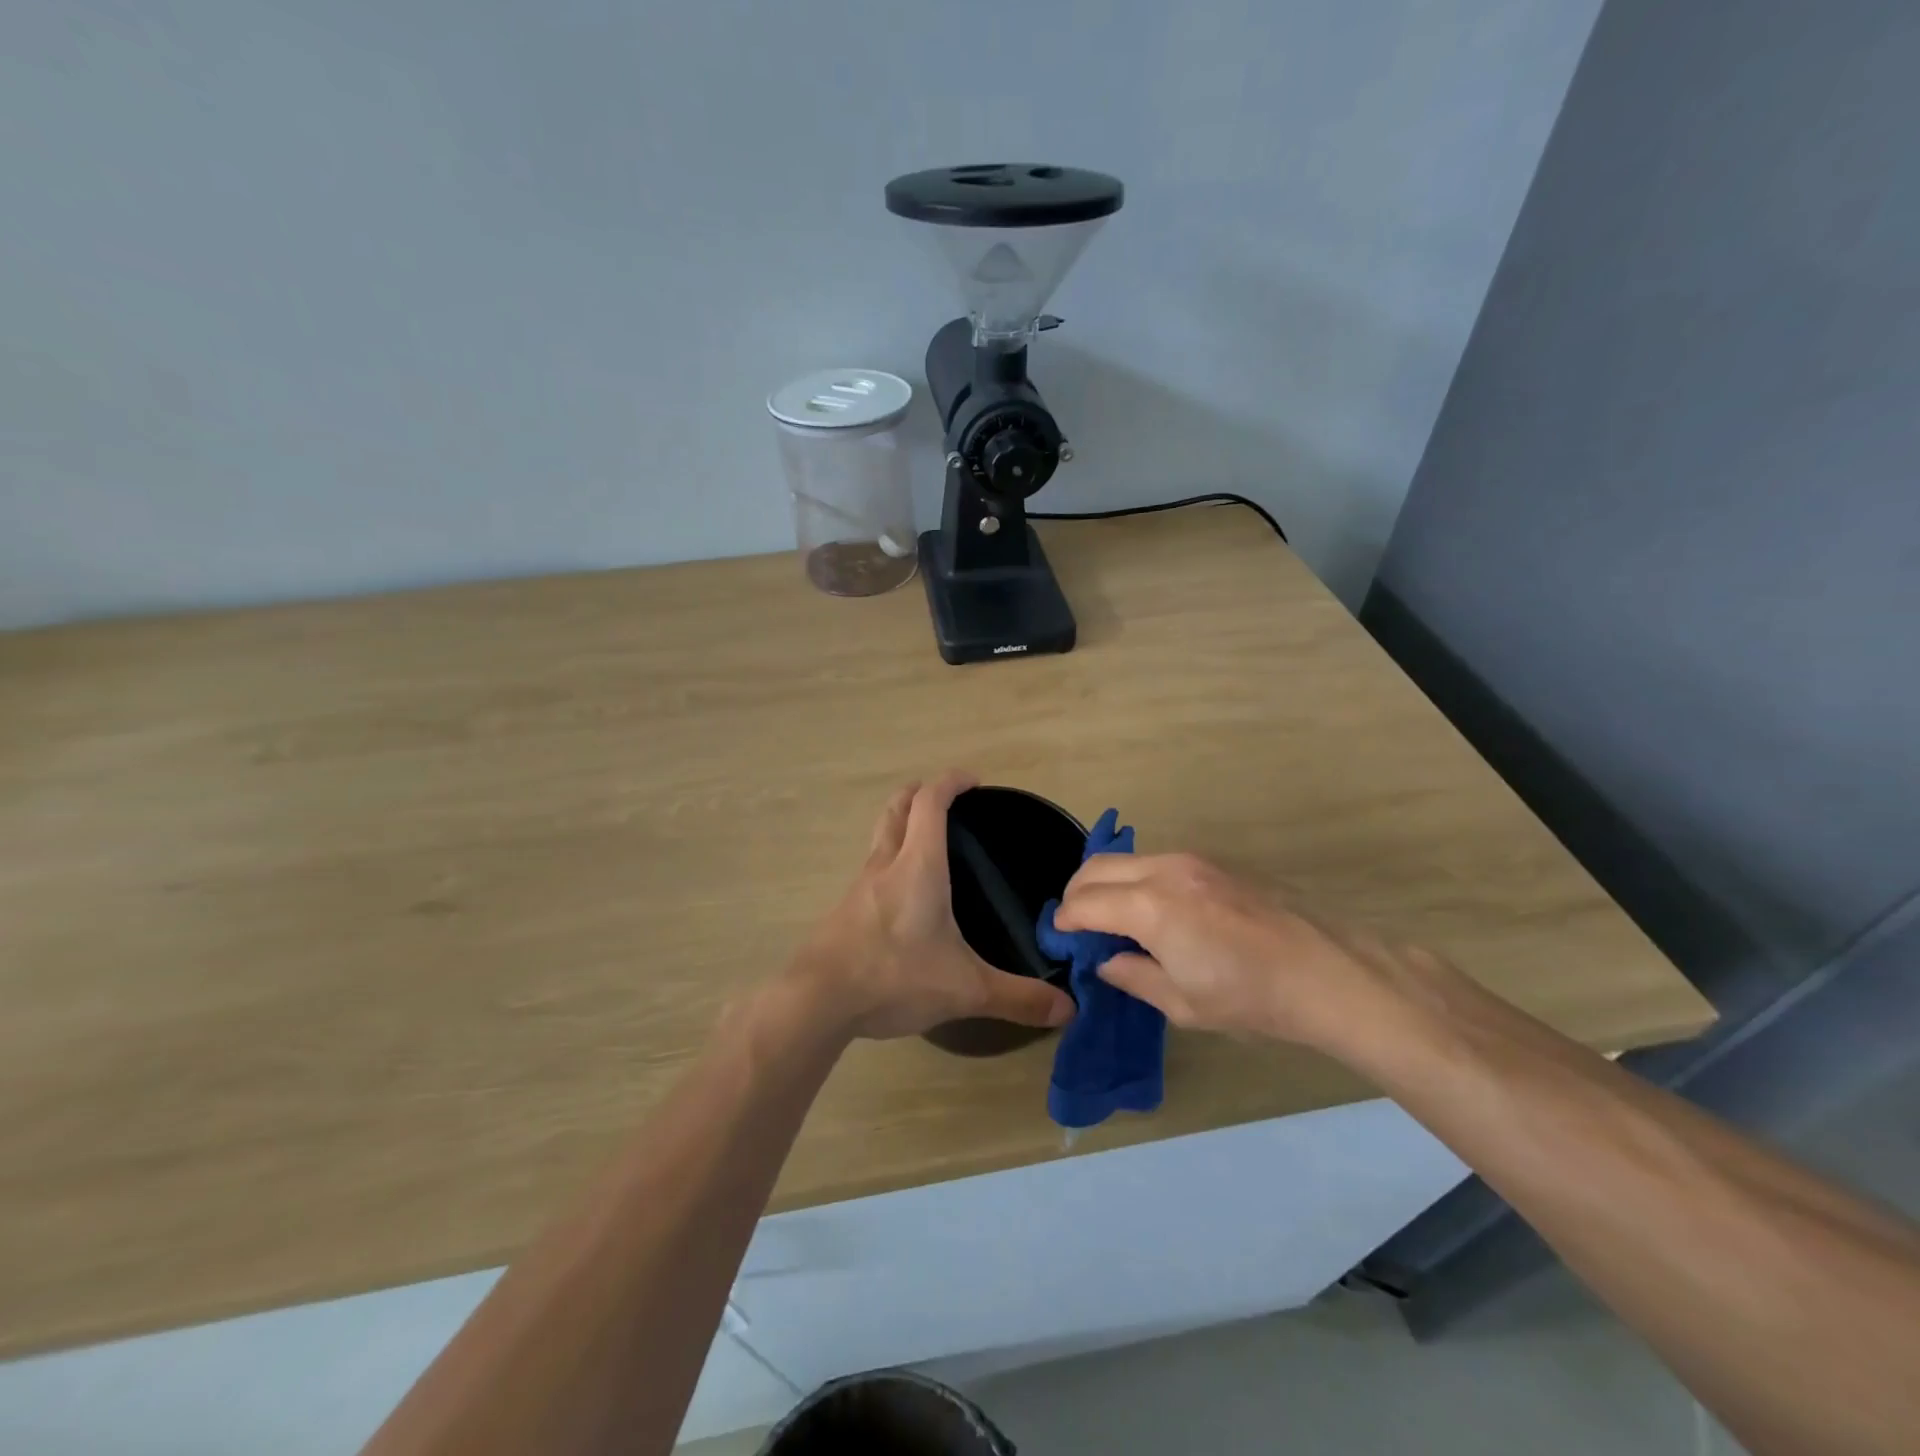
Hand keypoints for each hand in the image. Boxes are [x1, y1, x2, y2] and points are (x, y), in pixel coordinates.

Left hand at [789, 772, 1075, 1040]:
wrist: (817, 1001)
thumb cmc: (894, 977)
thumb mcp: (964, 989)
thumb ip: (1017, 997)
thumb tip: (1069, 1010)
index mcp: (917, 866)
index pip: (930, 801)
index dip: (950, 782)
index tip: (973, 781)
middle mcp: (885, 864)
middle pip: (898, 807)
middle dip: (921, 793)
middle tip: (947, 800)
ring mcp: (859, 886)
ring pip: (880, 836)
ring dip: (902, 825)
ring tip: (928, 844)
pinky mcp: (844, 910)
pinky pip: (870, 869)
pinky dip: (889, 861)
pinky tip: (903, 896)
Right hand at [1052, 852, 1426, 1049]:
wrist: (1326, 971)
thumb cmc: (1250, 998)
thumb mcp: (1182, 1003)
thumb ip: (1133, 976)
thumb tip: (1106, 960)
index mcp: (1150, 907)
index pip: (1085, 902)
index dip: (1065, 921)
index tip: (1059, 939)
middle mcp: (1164, 870)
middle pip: (1097, 866)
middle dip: (1076, 893)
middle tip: (1077, 926)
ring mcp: (1192, 860)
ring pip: (1126, 860)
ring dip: (1107, 883)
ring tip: (1114, 921)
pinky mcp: (1213, 862)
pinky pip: (1155, 862)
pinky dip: (1136, 880)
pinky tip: (1153, 912)